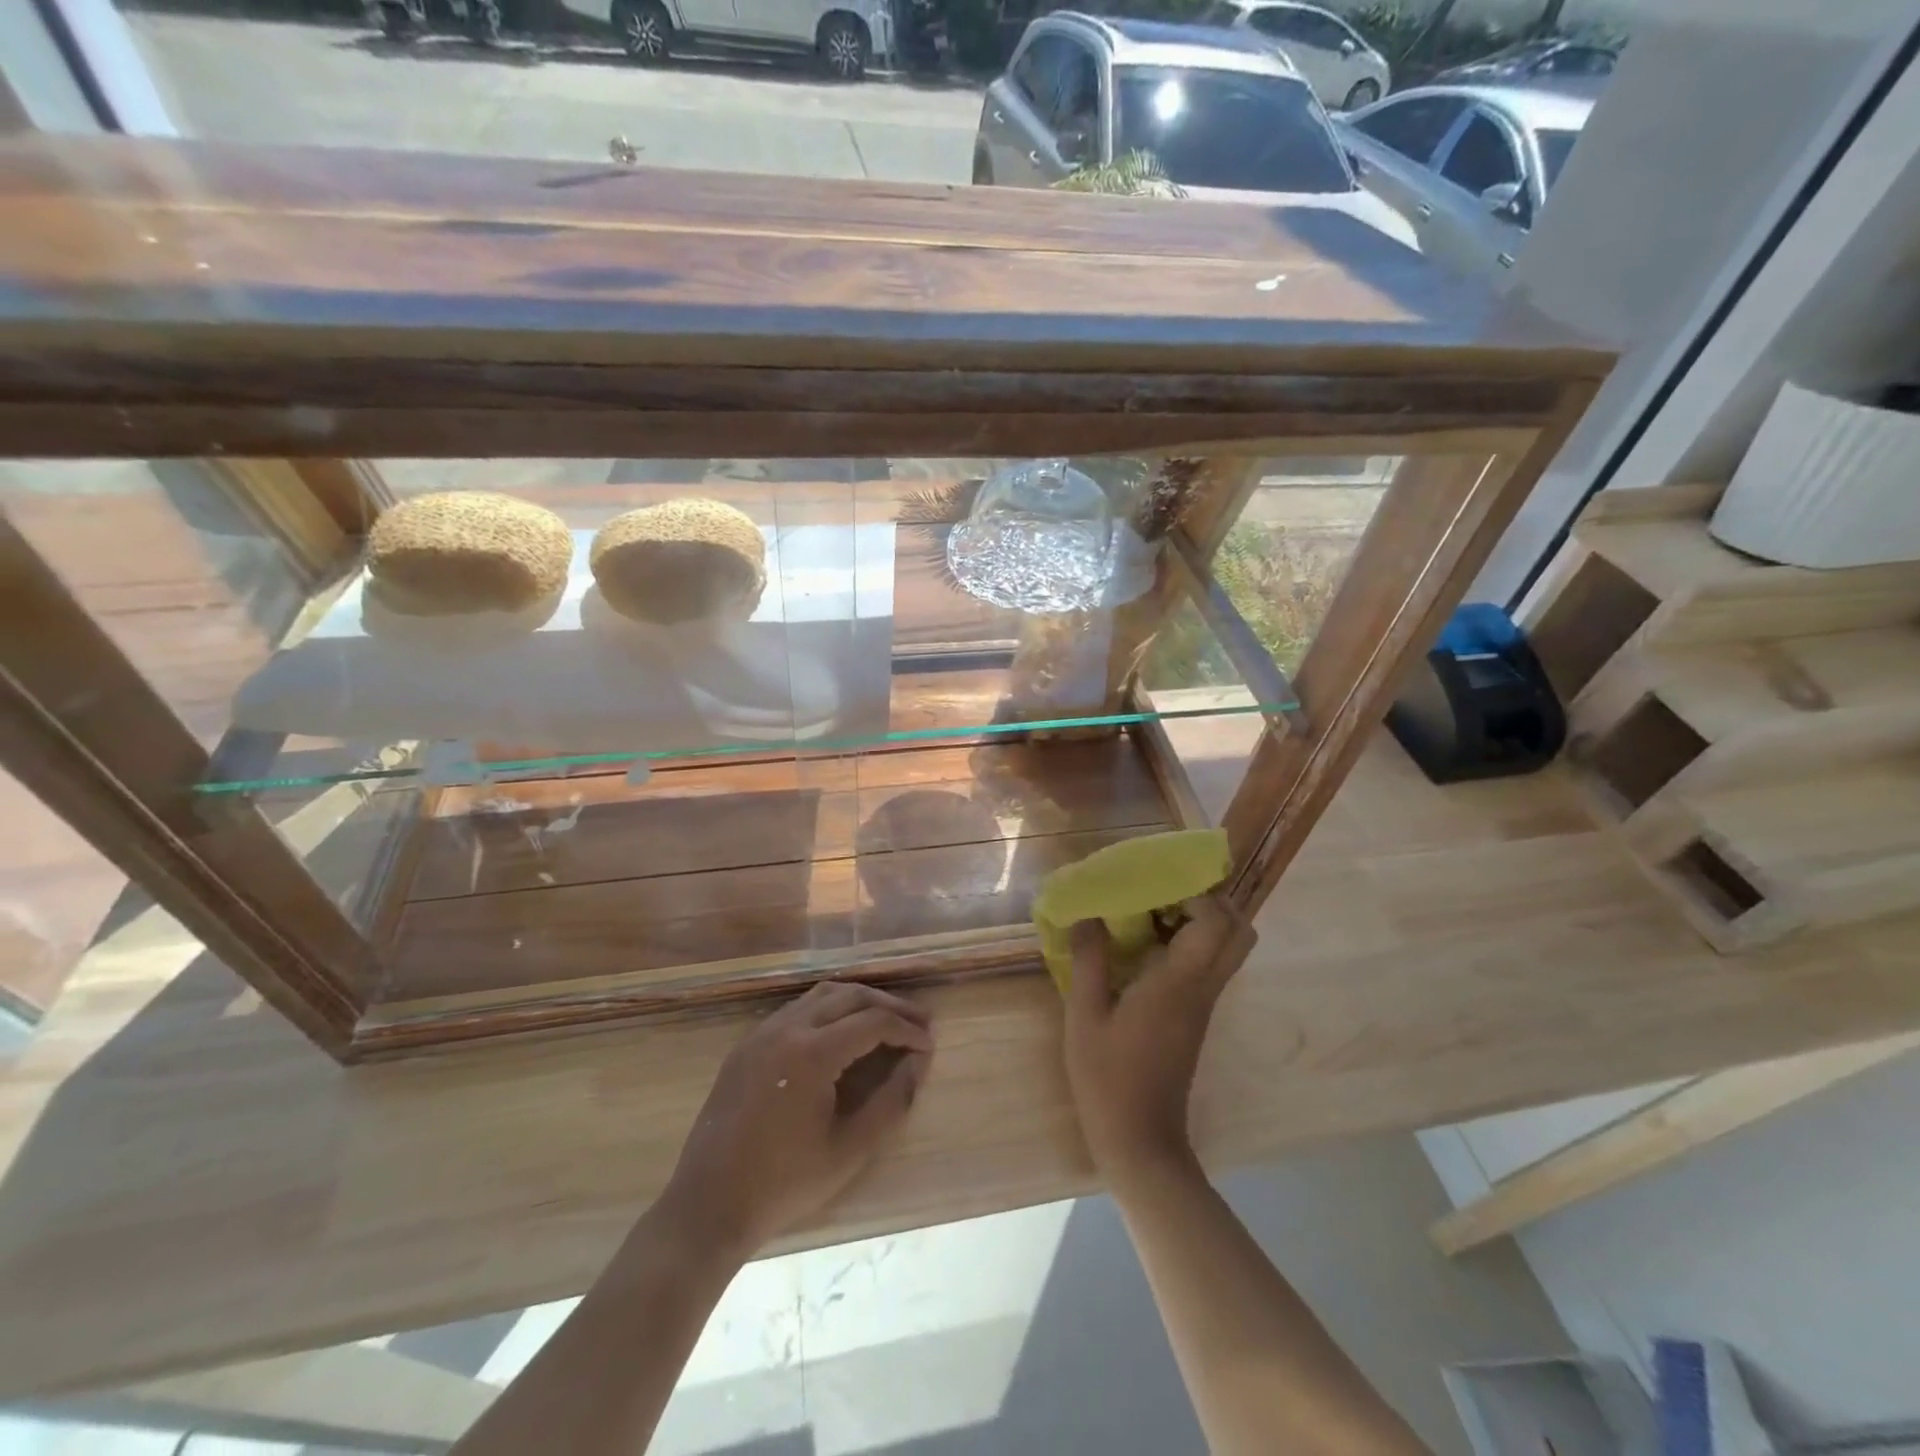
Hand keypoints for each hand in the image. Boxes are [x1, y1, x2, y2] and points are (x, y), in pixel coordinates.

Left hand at [657, 981, 933, 1258]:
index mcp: (812, 1053)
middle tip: (918, 1022)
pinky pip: (797, 1009)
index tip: (930, 1044)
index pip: (873, 1022)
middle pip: (850, 996)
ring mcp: (763, 1032)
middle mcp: (787, 1029)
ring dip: (858, 1001)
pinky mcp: (748, 1044)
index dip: (907, 1029)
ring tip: (886, 1019)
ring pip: (822, 995)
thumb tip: (919, 1063)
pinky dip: (829, 1009)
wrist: (708, 1205)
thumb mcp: (850, 1150)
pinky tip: (842, 1031)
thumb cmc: (784, 1184)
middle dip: (889, 1005)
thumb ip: (892, 1102)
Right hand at [1063, 895, 1250, 1189]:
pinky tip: (1147, 946)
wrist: (1140, 1140)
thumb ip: (1089, 959)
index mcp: (1178, 984)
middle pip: (1240, 932)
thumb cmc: (1108, 1077)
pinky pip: (1211, 965)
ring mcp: (1205, 1004)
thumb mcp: (1085, 1015)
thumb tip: (1086, 914)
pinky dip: (1192, 943)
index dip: (1198, 894)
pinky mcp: (1197, 1017)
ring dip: (1202, 921)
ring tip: (1152, 913)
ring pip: (1230, 949)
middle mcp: (1203, 989)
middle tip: (1166, 892)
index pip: (1217, 924)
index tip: (1160, 882)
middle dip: (1211, 901)